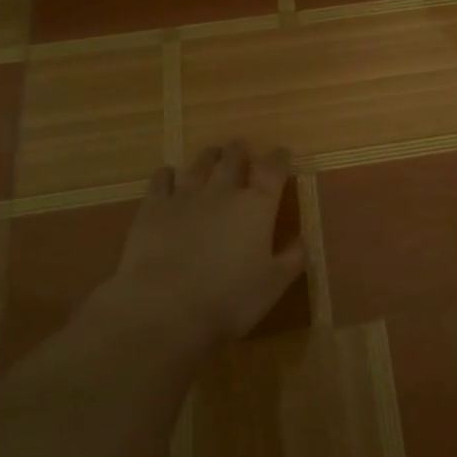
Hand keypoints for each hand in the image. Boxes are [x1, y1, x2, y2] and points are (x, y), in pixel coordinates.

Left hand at [109, 142, 304, 347]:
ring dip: (208, 157)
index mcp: (256, 206)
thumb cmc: (228, 299)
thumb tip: (303, 239)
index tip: (282, 153)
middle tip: (241, 149)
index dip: (279, 158)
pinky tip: (168, 174)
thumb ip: (292, 259)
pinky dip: (167, 174)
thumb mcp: (273, 285)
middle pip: (233, 159)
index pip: (273, 170)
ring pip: (199, 165)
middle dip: (239, 152)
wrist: (164, 307)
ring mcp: (185, 196)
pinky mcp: (153, 208)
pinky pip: (161, 180)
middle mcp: (223, 192)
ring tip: (212, 154)